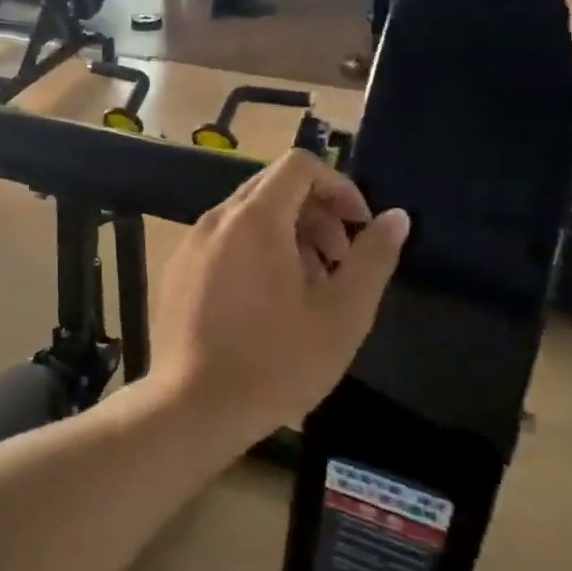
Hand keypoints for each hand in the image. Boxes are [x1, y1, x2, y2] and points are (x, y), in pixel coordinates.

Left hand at [149, 151, 408, 447]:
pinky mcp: (176, 271)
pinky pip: (222, 242)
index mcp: (254, 219)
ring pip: (246, 217)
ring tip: (307, 287)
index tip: (358, 228)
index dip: (338, 186)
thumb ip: (372, 257)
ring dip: (286, 235)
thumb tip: (395, 217)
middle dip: (315, 213)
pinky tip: (267, 301)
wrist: (195, 405)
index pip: (298, 166)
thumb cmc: (277, 361)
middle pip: (272, 188)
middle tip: (337, 261)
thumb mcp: (342, 313)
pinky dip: (253, 252)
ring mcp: (189, 245)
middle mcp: (215, 220)